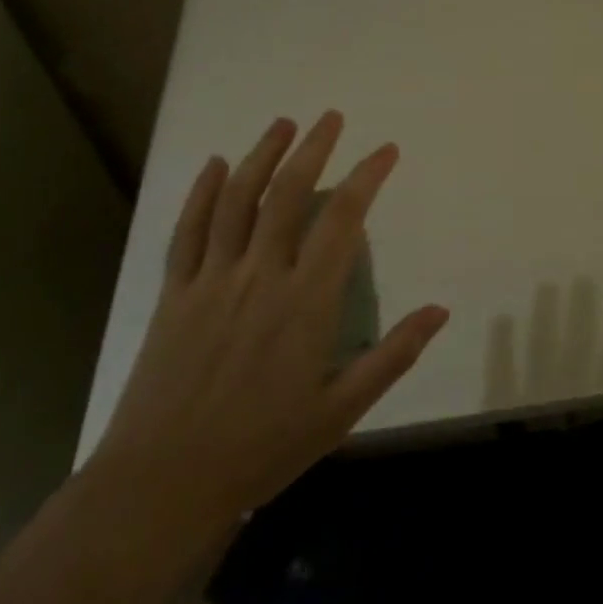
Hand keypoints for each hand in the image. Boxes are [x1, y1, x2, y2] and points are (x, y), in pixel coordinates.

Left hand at [90, 110, 448, 533]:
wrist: (161, 486)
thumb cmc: (262, 449)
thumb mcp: (342, 410)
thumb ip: (394, 355)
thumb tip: (441, 310)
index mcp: (306, 301)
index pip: (343, 219)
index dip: (367, 177)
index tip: (386, 150)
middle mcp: (260, 276)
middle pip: (289, 194)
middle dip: (314, 149)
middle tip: (331, 117)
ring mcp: (212, 281)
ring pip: (238, 201)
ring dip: (262, 155)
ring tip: (282, 123)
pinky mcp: (174, 295)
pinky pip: (188, 232)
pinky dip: (202, 193)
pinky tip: (216, 165)